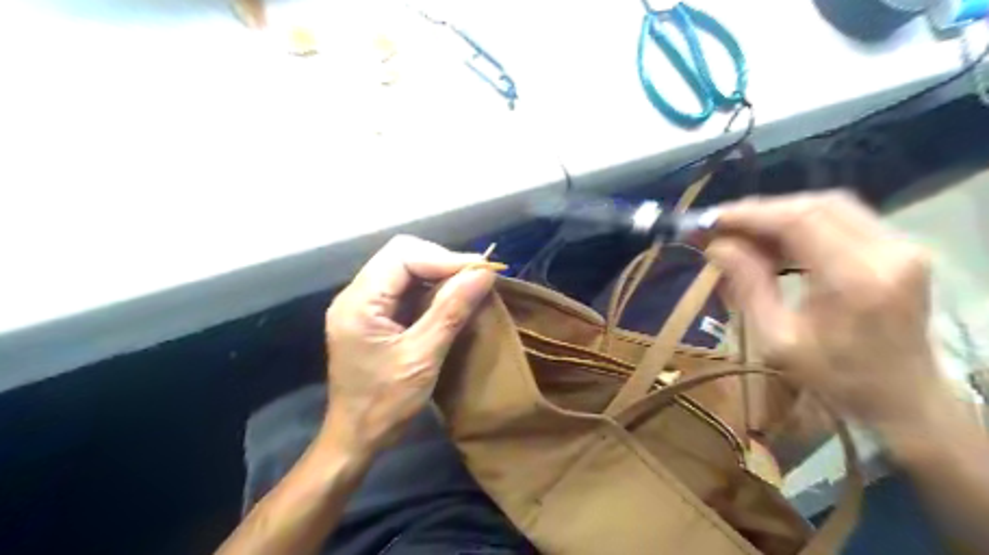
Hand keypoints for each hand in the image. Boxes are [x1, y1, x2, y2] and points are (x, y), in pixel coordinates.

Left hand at [324, 237, 494, 452]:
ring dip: (439, 274)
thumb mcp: (423, 357)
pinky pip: (405, 287)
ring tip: (469, 286)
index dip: (445, 258)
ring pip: (405, 268)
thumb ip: (451, 311)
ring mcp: (363, 304)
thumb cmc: (385, 404)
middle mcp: (356, 295)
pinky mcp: (373, 315)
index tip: (481, 270)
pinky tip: (451, 299)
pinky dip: (431, 288)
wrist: (355, 438)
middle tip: (476, 278)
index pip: (402, 256)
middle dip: (442, 262)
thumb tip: (484, 273)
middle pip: (402, 255)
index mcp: (359, 302)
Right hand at [707, 193, 944, 440]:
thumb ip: (747, 287)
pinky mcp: (900, 248)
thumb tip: (716, 246)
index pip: (799, 221)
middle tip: (722, 225)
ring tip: (742, 234)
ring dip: (781, 215)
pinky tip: (775, 242)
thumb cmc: (836, 377)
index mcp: (857, 279)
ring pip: (830, 207)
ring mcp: (902, 246)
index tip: (710, 220)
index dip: (750, 214)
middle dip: (762, 211)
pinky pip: (843, 219)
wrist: (905, 397)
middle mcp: (889, 252)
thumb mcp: (777, 340)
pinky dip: (802, 223)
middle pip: (816, 205)